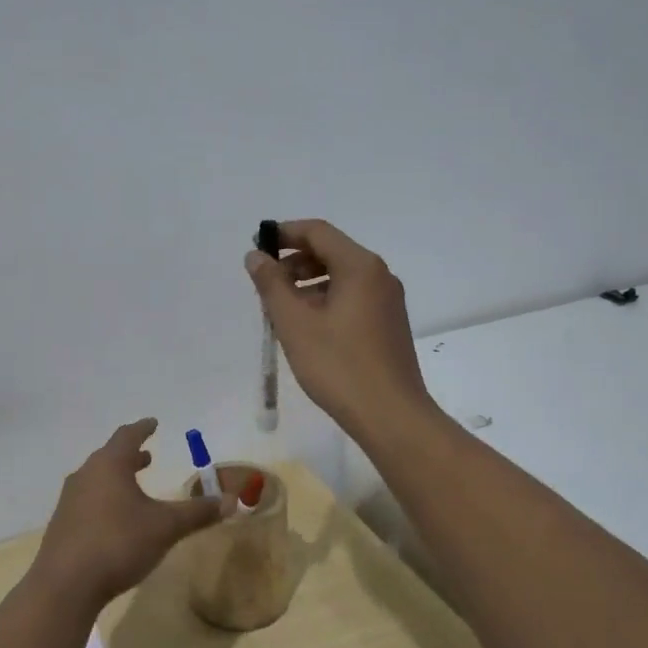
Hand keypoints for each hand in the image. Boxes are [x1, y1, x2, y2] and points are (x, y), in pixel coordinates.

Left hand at [30, 418, 227, 613]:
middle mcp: (86, 475)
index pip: (127, 436)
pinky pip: (88, 500)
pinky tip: (115, 518)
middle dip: (130, 455)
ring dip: (117, 478)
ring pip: (97, 479)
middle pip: (110, 456)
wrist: (65, 585)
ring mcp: (70, 500)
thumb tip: (231, 501)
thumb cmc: (118, 543)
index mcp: (109, 465)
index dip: (143, 428)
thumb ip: (197, 513)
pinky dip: (105, 498)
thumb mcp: (165, 527)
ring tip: (134, 485)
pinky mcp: (62, 524)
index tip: (153, 422)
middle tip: (147, 457)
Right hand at [244, 219, 436, 441]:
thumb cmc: (338, 365)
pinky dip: (326, 299)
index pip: (317, 232)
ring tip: (282, 310)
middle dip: (294, 261)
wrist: (391, 416)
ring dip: (308, 282)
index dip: (284, 234)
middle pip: (331, 251)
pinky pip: (352, 297)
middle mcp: (379, 275)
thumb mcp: (295, 323)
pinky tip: (308, 327)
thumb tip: (256, 256)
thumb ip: (271, 284)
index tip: (257, 248)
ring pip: (341, 276)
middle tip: (265, 285)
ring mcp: (388, 301)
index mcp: (360, 266)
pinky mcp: (388, 324)